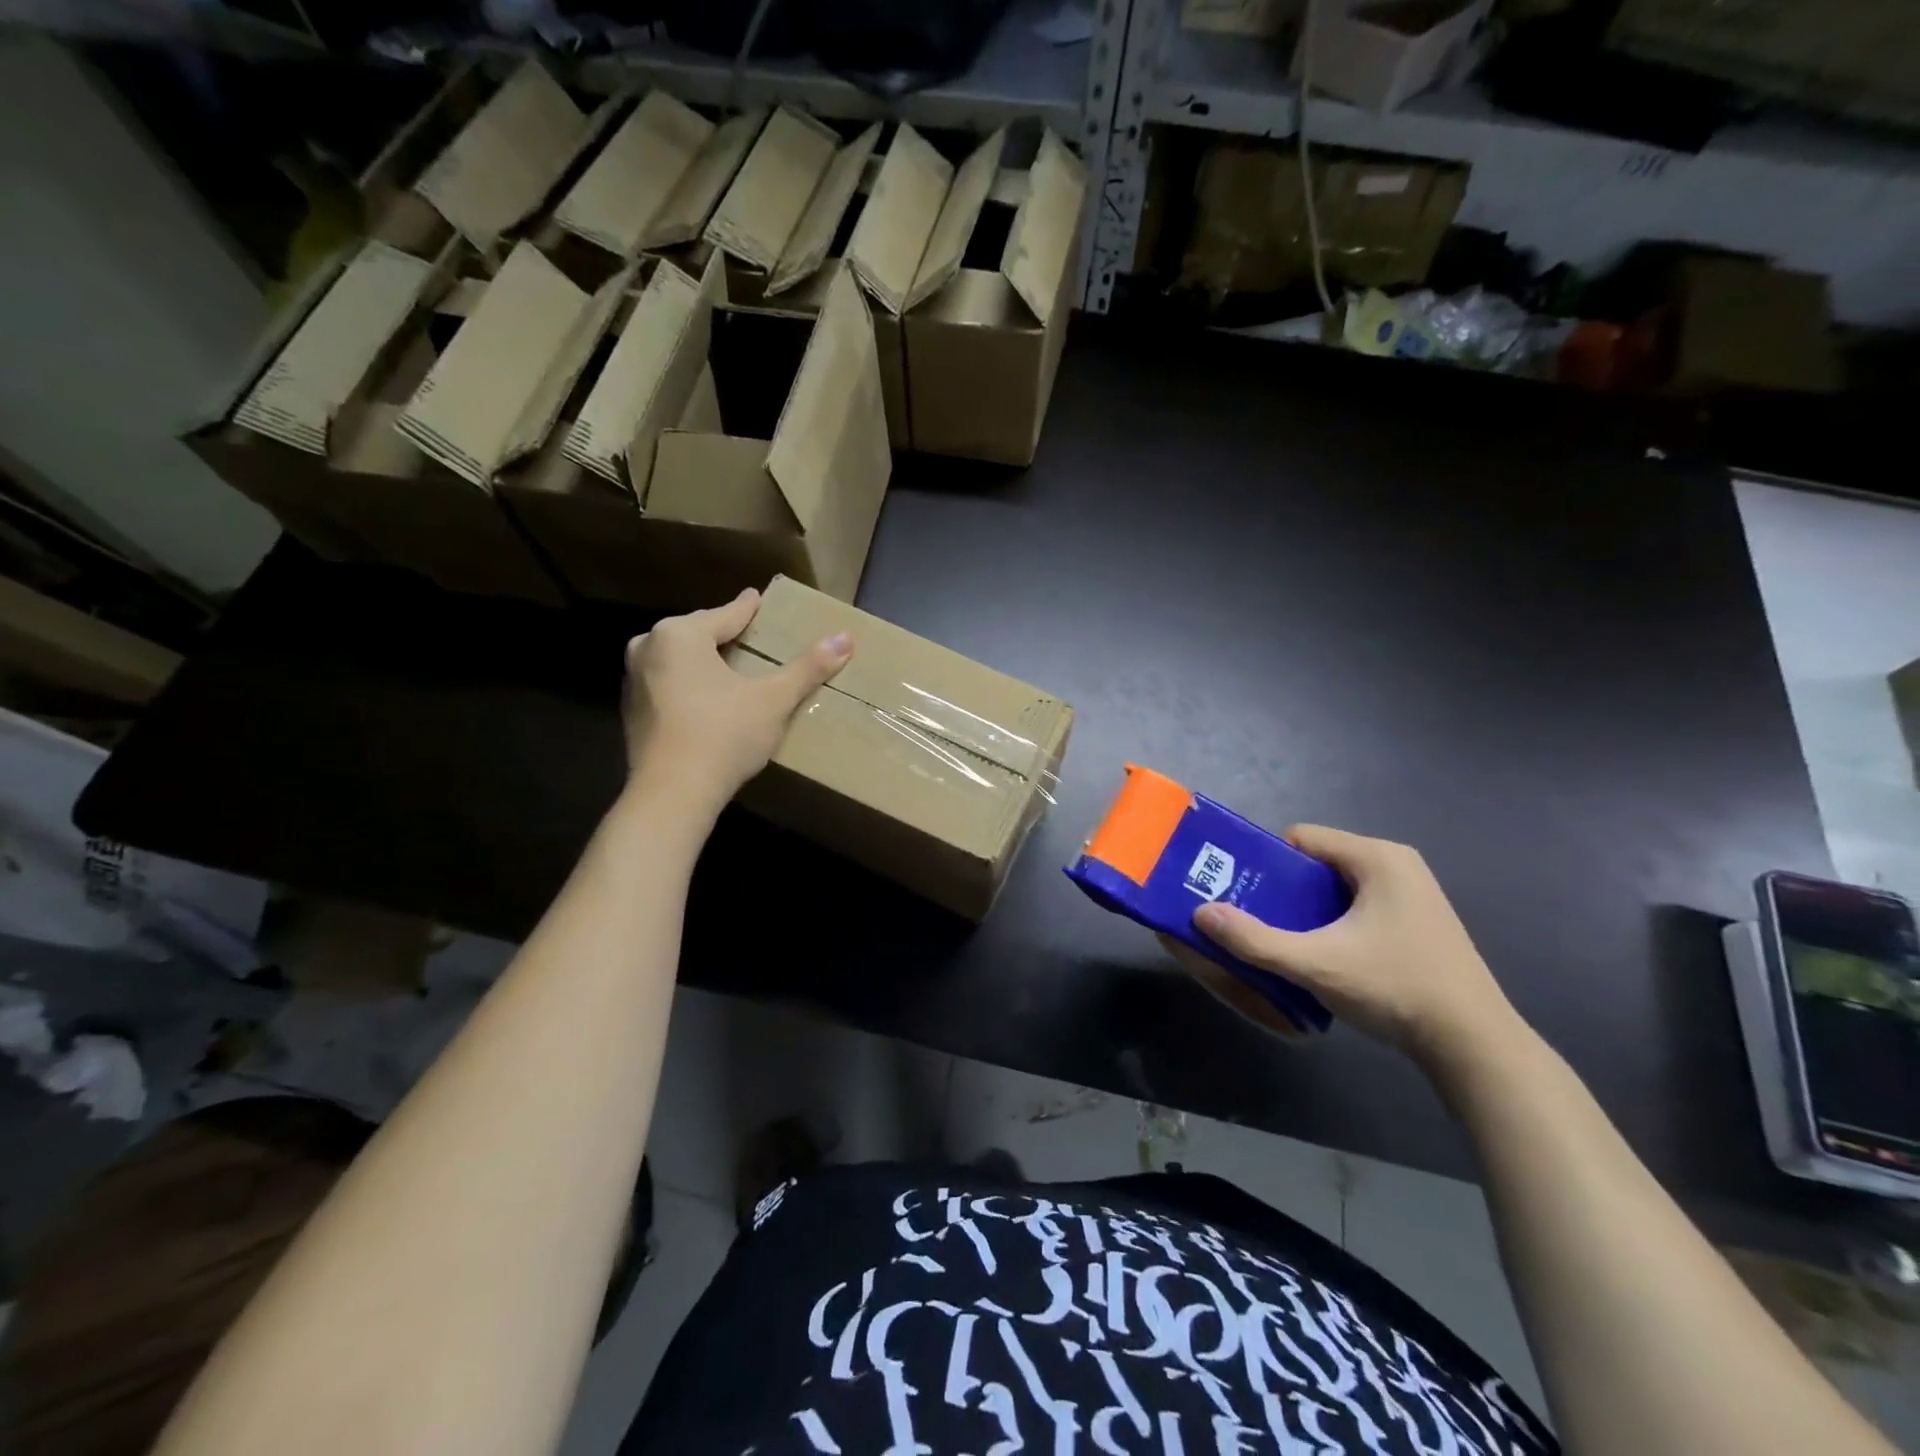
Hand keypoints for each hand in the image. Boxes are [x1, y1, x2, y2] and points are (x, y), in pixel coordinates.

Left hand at [622, 589, 851, 811]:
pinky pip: (667, 686)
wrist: (672, 794)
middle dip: (723, 634)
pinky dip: (688, 686)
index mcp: (680, 635)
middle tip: (747, 633)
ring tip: (728, 665)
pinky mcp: (631, 713)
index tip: (757, 598)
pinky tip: (707, 699)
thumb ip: (807, 668)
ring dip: (703, 661)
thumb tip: (846, 638)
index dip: (747, 609)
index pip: (725, 615)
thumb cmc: (724, 734)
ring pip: (678, 660)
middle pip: (697, 634)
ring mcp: (633, 682)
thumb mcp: (773, 700)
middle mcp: (648, 648)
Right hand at [1172, 825, 1521, 1069]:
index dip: (1267, 862)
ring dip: (1309, 909)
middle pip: (1319, 862)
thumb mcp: (1316, 964)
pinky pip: (1360, 905)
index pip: (1301, 837)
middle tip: (1257, 919)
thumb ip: (1255, 940)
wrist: (1475, 1047)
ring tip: (1286, 940)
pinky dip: (1336, 922)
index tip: (1244, 893)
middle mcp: (1397, 864)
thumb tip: (1201, 913)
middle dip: (1285, 889)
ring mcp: (1414, 893)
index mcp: (1377, 857)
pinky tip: (1327, 957)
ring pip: (1339, 887)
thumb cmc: (1396, 989)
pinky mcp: (1420, 921)